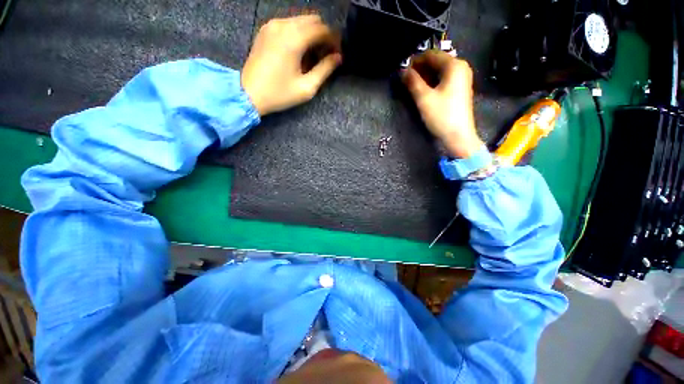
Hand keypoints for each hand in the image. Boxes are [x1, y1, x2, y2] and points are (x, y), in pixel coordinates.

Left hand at [241, 15, 341, 115]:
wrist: (249, 93)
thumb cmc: (279, 94)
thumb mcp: (306, 87)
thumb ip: (325, 70)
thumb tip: (338, 57)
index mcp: (294, 39)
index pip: (322, 29)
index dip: (334, 40)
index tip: (337, 54)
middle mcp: (283, 25)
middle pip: (312, 20)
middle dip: (323, 35)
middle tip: (326, 55)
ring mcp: (272, 25)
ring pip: (301, 20)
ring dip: (311, 34)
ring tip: (313, 55)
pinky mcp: (266, 29)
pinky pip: (288, 24)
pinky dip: (299, 33)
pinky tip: (299, 51)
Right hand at [402, 51, 483, 157]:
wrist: (458, 136)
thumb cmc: (441, 116)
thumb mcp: (424, 98)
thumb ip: (412, 82)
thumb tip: (402, 70)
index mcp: (454, 65)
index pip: (431, 55)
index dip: (415, 60)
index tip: (402, 69)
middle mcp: (460, 67)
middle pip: (436, 62)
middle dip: (420, 68)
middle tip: (405, 78)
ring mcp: (461, 78)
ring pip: (439, 71)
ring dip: (425, 76)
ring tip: (411, 85)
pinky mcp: (459, 89)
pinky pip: (443, 79)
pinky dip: (432, 82)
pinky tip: (423, 89)